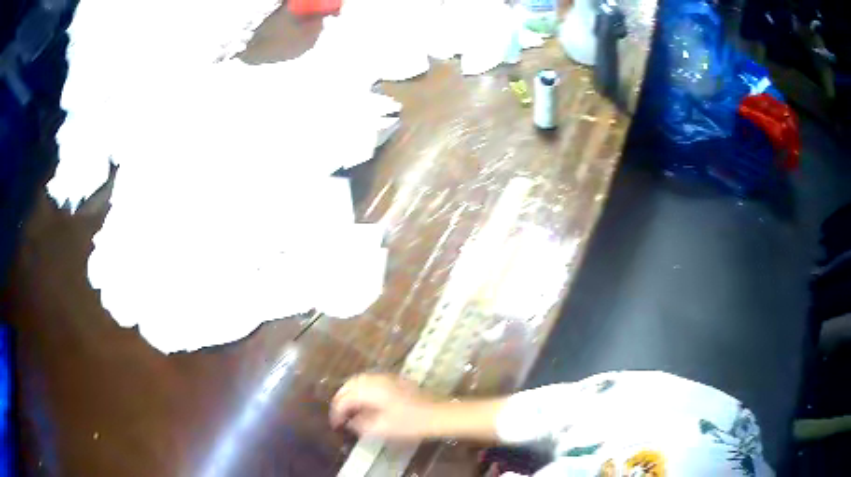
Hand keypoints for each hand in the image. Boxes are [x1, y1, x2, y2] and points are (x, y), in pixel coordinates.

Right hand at [329, 374, 437, 439]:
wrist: (437, 414)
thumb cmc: (409, 422)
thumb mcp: (381, 428)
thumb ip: (361, 424)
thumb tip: (350, 422)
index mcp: (369, 390)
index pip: (344, 399)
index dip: (337, 412)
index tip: (336, 425)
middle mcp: (375, 379)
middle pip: (349, 385)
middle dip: (341, 400)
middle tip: (339, 415)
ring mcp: (386, 377)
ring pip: (359, 381)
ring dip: (350, 393)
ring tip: (349, 409)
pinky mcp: (395, 380)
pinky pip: (370, 381)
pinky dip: (361, 390)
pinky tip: (365, 402)